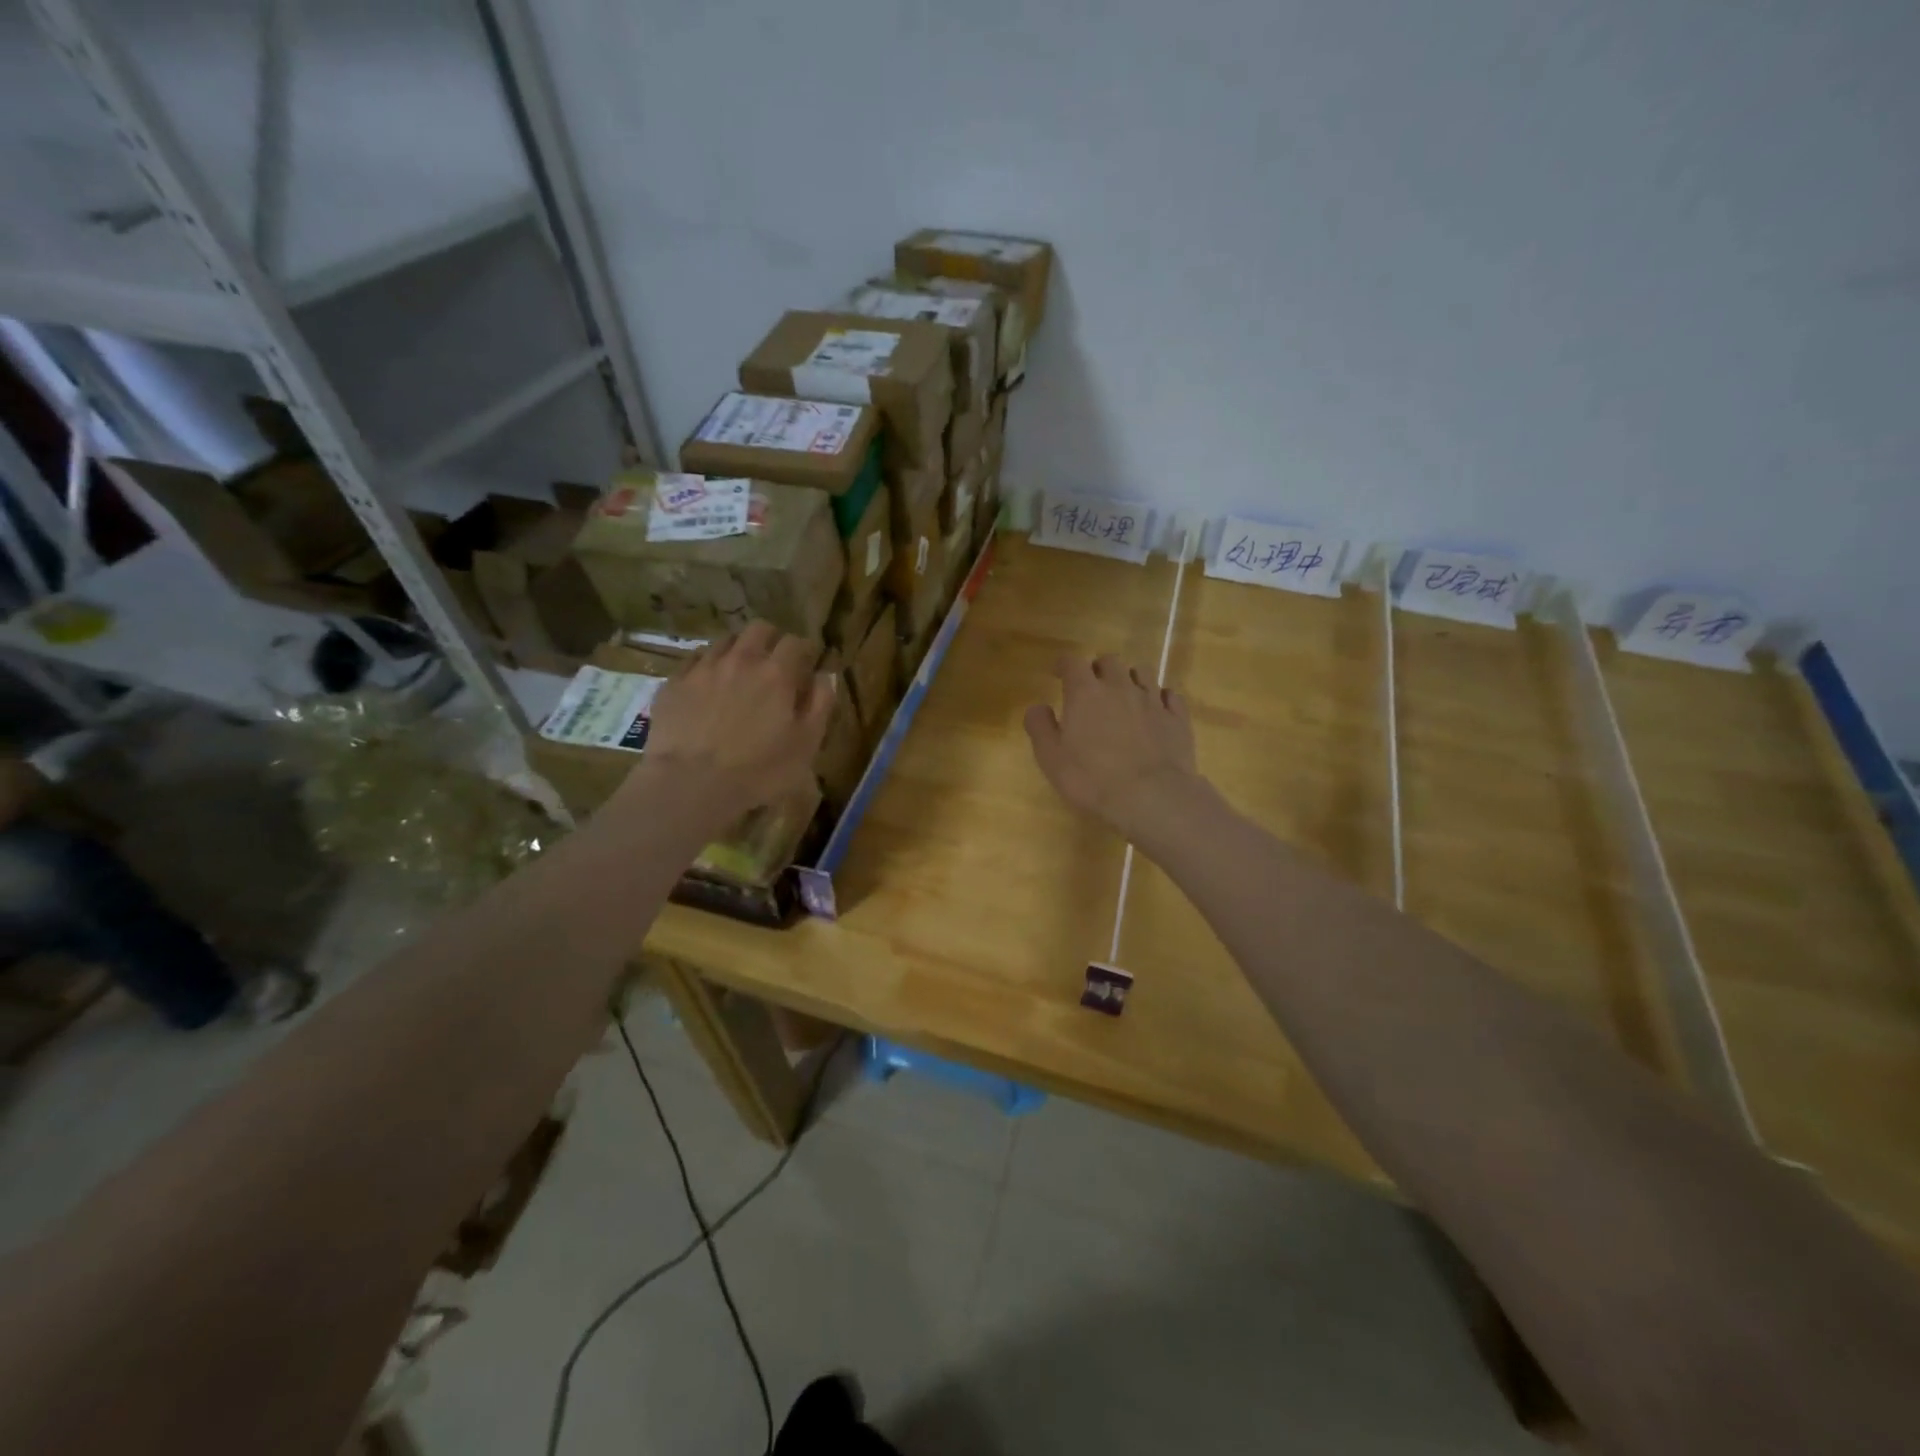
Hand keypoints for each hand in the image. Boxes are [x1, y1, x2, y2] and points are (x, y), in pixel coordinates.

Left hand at [626, 622, 833, 822]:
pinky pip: (694, 660)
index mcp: (777, 673)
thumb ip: (820, 705)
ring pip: (724, 640)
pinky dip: (707, 666)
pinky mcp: (674, 683)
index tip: (806, 664)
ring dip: (738, 650)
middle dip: (771, 639)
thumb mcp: (806, 745)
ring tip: (739, 672)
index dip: (804, 650)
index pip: (795, 642)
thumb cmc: (759, 770)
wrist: (690, 784)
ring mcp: (703, 668)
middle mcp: (741, 660)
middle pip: (759, 629)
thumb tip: (825, 675)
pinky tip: (707, 685)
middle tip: (774, 661)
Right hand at [1024, 654, 1203, 843]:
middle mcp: (1120, 687)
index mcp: (1085, 693)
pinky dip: (1160, 697)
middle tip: (1092, 686)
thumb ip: (1040, 727)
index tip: (1059, 672)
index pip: (1072, 663)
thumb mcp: (1051, 758)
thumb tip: (1038, 707)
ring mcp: (1152, 701)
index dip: (1064, 664)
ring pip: (1143, 672)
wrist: (1151, 796)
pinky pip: (1170, 695)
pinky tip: (1156, 709)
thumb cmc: (1092, 779)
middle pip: (1110, 662)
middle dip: (1098, 669)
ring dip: (1130, 678)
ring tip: (1125, 694)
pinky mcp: (1177, 718)